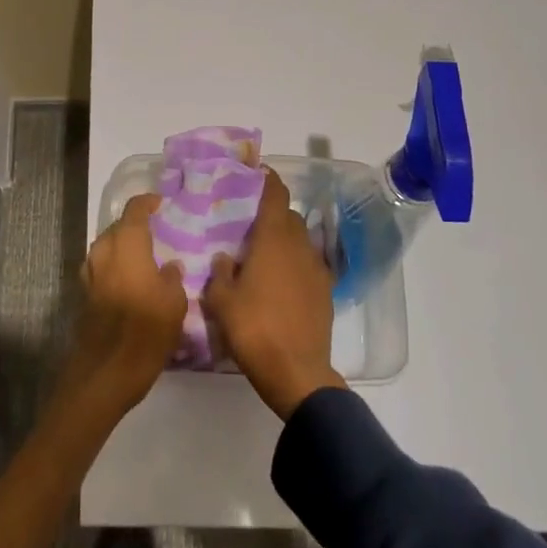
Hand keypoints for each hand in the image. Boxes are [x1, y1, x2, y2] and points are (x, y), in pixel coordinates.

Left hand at [63, 194, 188, 414]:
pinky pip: (100, 267)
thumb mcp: (174, 305)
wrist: (105, 372)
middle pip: (117, 227)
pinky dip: (113, 265)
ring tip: (142, 256)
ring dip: (121, 246)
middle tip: (154, 233)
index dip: (147, 203)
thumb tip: (170, 266)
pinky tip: (128, 280)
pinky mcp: (84, 294)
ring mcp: (90, 273)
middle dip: (133, 226)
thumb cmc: (146, 332)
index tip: (160, 203)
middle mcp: (104, 252)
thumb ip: (172, 279)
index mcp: (128, 245)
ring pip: (106, 247)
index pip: (134, 211)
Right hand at [202, 169, 346, 419]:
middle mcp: (299, 246)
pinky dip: (295, 264)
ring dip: (284, 240)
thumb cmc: (254, 329)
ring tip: (262, 254)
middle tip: (248, 223)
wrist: (297, 374)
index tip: (253, 173)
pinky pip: (309, 265)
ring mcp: (317, 269)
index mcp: (273, 239)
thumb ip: (220, 273)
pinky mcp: (326, 292)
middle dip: (271, 214)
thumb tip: (225, 258)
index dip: (266, 179)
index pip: (275, 194)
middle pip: (288, 216)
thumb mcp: (221, 301)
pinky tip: (280, 282)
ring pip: (300, 240)